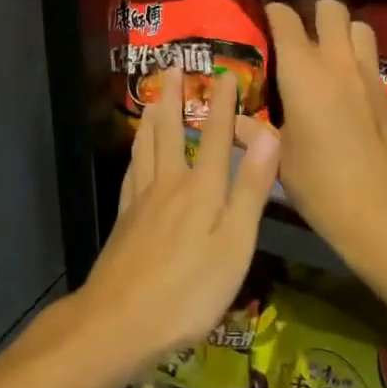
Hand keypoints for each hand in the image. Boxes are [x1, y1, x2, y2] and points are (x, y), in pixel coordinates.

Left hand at [76, 69, 280, 371]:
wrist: (120, 321)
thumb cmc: (188, 290)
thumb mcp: (233, 244)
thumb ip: (249, 189)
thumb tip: (267, 135)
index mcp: (200, 189)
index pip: (213, 135)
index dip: (221, 103)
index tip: (225, 72)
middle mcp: (168, 184)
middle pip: (170, 131)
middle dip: (175, 97)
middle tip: (172, 66)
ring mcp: (141, 200)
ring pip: (146, 146)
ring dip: (153, 117)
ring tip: (154, 97)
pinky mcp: (125, 219)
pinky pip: (131, 171)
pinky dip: (136, 152)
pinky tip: (136, 153)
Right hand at [265, 0, 386, 248]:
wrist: (386, 213)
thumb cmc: (321, 184)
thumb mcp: (278, 158)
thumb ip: (255, 132)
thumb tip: (231, 121)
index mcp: (302, 71)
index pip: (286, 19)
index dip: (273, 11)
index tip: (263, 16)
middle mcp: (337, 62)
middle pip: (331, 8)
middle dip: (313, 10)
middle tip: (297, 31)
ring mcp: (368, 76)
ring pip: (359, 27)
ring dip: (342, 31)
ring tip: (326, 51)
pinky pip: (371, 59)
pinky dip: (357, 59)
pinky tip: (345, 86)